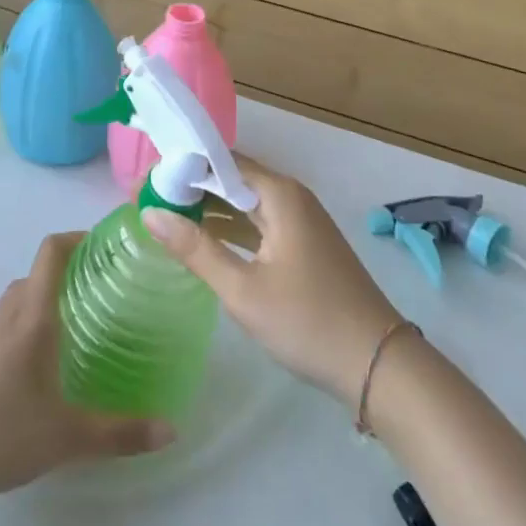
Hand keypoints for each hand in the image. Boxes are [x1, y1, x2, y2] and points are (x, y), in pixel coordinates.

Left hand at [0, 232, 173, 492]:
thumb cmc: (4, 430)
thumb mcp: (69, 436)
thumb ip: (121, 432)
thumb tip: (171, 429)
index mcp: (34, 314)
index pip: (51, 251)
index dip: (77, 237)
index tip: (107, 244)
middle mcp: (11, 313)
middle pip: (39, 270)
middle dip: (70, 269)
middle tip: (104, 286)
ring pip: (24, 295)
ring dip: (49, 294)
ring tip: (82, 317)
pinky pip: (12, 318)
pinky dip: (33, 317)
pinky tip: (49, 355)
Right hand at [142, 160, 404, 403]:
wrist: (379, 365)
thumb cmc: (308, 322)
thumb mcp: (243, 290)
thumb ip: (196, 249)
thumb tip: (150, 212)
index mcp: (278, 193)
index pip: (219, 160)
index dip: (181, 166)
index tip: (146, 181)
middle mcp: (289, 196)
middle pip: (231, 178)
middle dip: (191, 187)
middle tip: (148, 200)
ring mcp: (299, 221)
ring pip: (244, 202)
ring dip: (208, 209)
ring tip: (166, 217)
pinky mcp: (303, 244)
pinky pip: (257, 223)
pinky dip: (229, 228)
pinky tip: (202, 242)